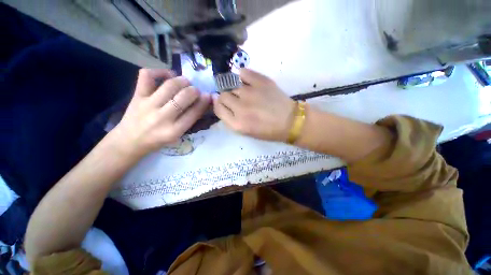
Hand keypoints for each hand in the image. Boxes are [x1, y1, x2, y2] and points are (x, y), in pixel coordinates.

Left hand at [112, 69, 210, 157]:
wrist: (130, 140)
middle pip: (183, 98)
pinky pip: (147, 76)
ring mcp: (148, 105)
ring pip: (169, 86)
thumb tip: (201, 103)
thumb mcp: (177, 135)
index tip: (208, 96)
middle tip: (196, 90)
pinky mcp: (137, 96)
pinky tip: (168, 75)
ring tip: (185, 82)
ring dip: (182, 81)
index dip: (203, 102)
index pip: (194, 113)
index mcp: (174, 130)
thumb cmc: (158, 140)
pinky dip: (159, 71)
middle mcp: (162, 118)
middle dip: (194, 91)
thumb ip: (189, 120)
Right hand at [213, 69, 295, 141]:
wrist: (290, 121)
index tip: (225, 105)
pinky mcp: (261, 81)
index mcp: (237, 124)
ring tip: (246, 93)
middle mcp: (240, 108)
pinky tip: (247, 81)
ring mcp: (250, 93)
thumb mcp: (246, 131)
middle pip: (223, 95)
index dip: (220, 106)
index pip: (218, 108)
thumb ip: (231, 119)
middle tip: (237, 101)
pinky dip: (243, 76)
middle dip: (227, 98)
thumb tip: (220, 101)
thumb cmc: (268, 130)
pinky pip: (243, 73)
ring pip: (232, 85)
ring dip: (236, 89)